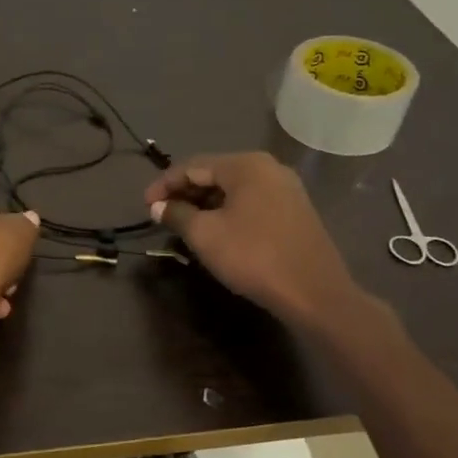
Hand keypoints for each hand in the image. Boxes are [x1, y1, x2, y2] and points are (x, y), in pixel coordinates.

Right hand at [145, 152, 363, 326]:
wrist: (313, 291)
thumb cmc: (252, 256)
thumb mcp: (205, 235)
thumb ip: (177, 214)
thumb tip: (158, 207)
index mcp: (246, 165)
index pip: (193, 165)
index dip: (164, 184)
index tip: (144, 206)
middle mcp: (268, 168)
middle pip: (215, 173)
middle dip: (184, 193)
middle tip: (161, 215)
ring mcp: (285, 189)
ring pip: (233, 189)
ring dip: (204, 203)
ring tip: (183, 224)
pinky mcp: (294, 211)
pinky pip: (250, 202)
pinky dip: (226, 211)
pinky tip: (214, 230)